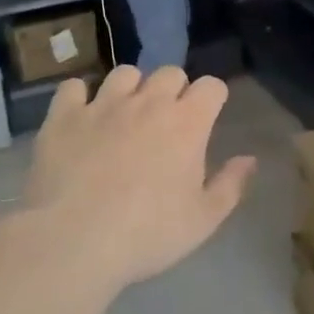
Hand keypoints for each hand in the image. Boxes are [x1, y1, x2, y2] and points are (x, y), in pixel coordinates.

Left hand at [23, 66, 256, 288]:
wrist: (73, 241)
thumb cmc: (147, 234)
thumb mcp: (203, 220)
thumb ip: (230, 185)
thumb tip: (249, 159)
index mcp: (187, 123)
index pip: (212, 85)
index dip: (213, 98)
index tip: (208, 117)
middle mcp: (148, 102)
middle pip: (170, 72)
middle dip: (174, 89)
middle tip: (167, 120)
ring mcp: (103, 105)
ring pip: (124, 73)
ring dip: (131, 88)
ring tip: (125, 113)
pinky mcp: (64, 116)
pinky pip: (73, 87)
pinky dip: (80, 97)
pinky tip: (81, 116)